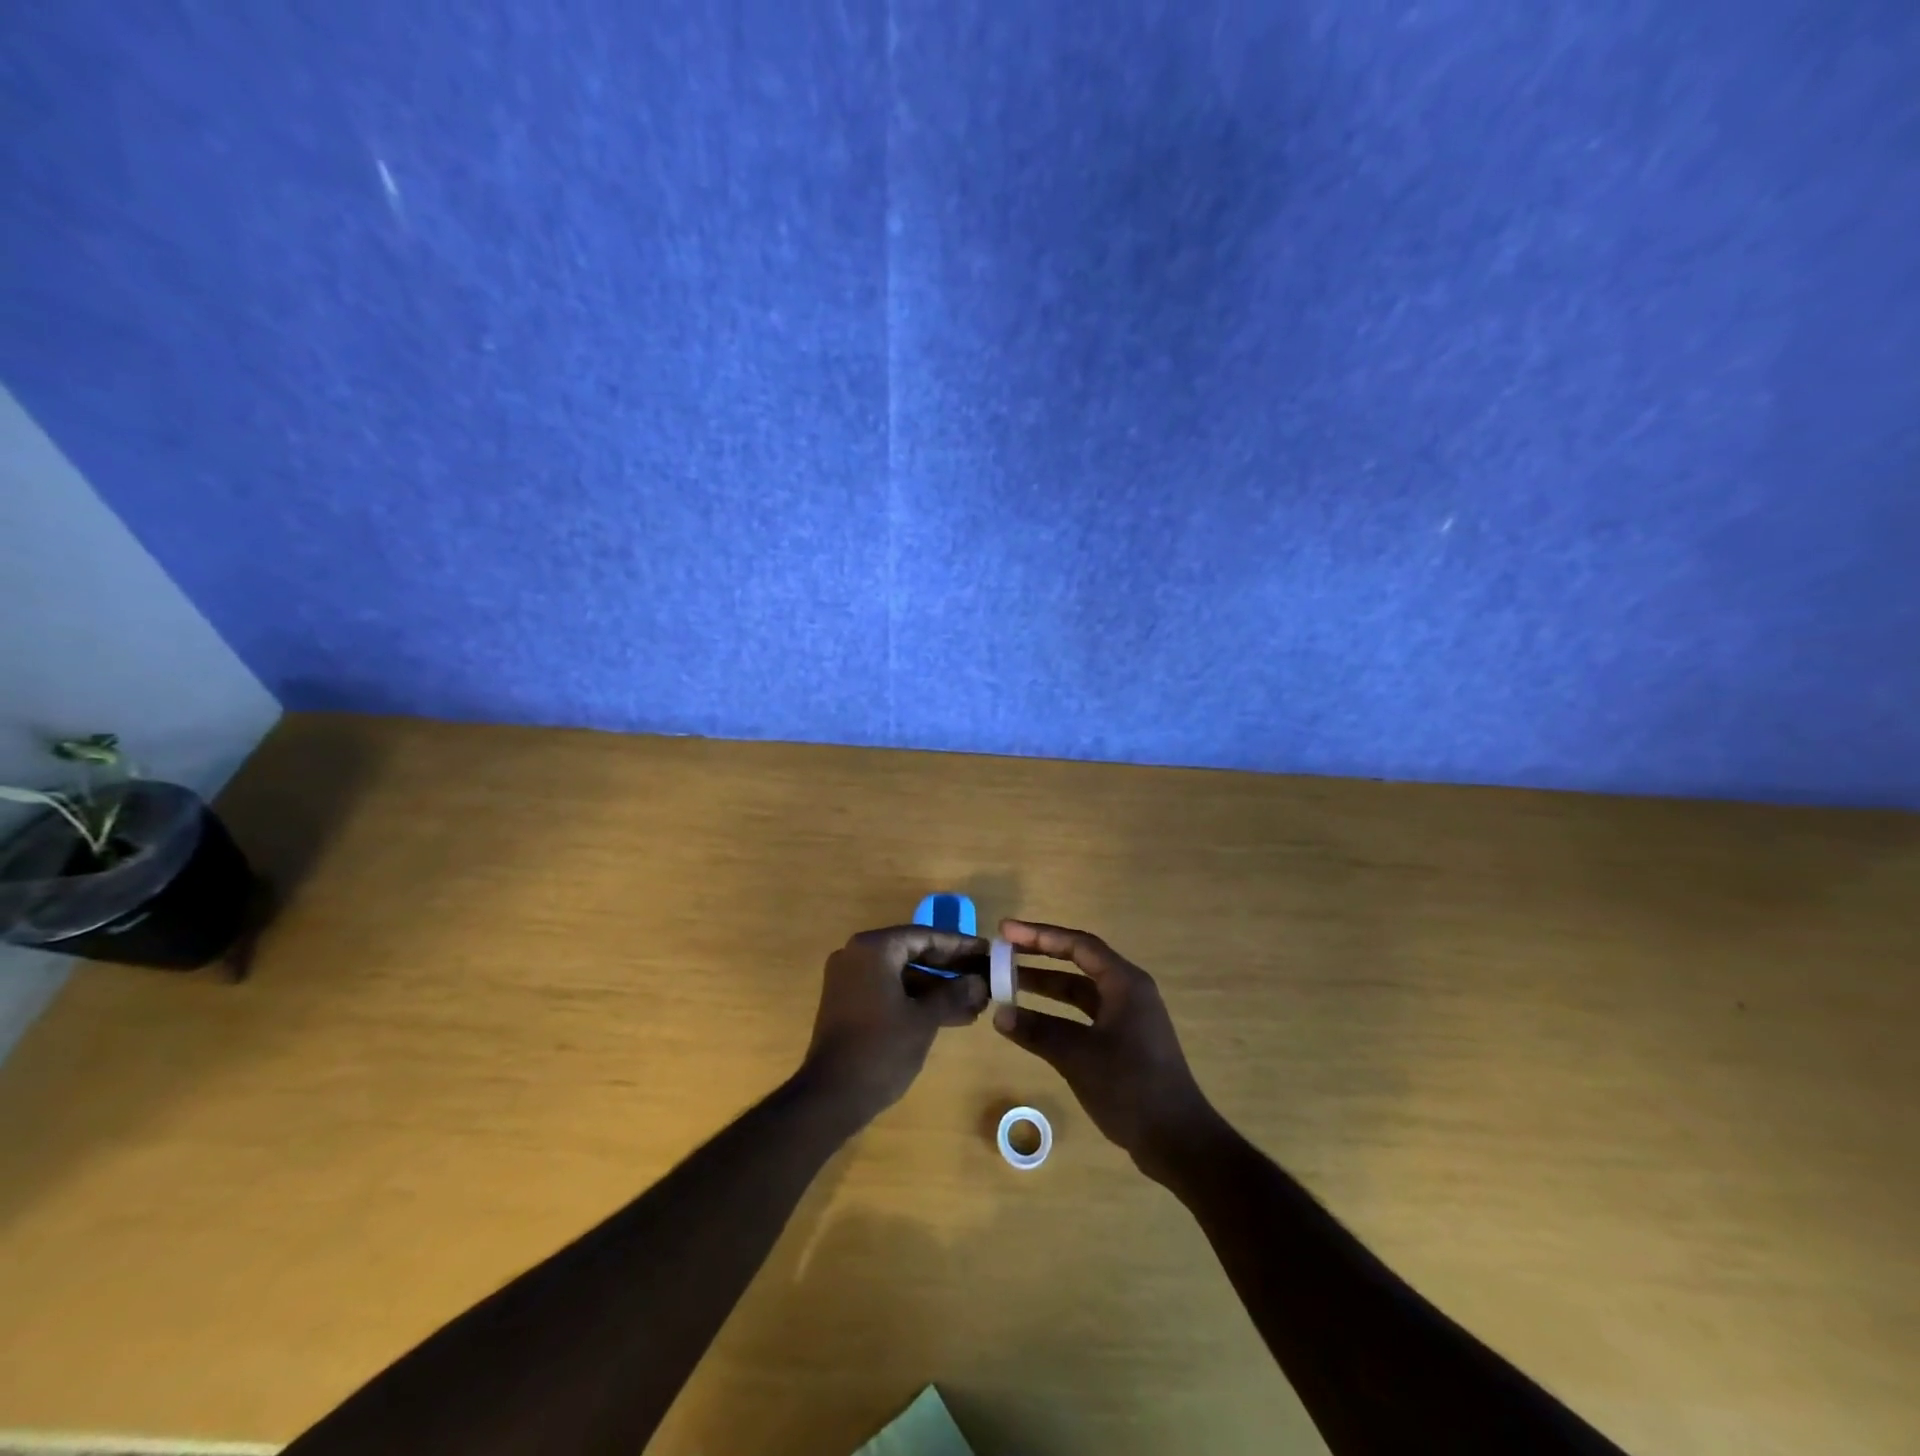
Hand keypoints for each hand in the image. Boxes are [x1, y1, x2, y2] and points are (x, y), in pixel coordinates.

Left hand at [801, 925, 988, 1125]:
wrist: (831, 1096)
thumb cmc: (881, 1049)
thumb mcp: (924, 1019)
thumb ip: (954, 994)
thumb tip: (980, 982)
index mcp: (874, 948)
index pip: (925, 936)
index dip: (959, 944)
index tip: (987, 950)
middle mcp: (858, 955)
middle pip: (914, 953)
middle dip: (951, 968)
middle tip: (984, 976)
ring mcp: (850, 980)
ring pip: (903, 975)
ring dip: (938, 989)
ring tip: (976, 1004)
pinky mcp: (849, 1003)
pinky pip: (890, 990)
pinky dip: (917, 1000)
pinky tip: (951, 1016)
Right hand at [992, 920, 1219, 1179]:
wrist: (1177, 1140)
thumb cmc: (1131, 1087)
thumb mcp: (1079, 1056)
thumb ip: (1038, 1032)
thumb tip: (1000, 1015)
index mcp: (1124, 983)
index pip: (1078, 944)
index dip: (1039, 935)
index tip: (1005, 931)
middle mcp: (1127, 991)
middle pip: (1078, 961)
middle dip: (1039, 955)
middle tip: (1002, 952)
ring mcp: (1126, 1016)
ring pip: (1079, 990)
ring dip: (1045, 986)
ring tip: (1007, 983)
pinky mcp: (1123, 1040)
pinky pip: (1083, 1013)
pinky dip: (1056, 1013)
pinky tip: (1031, 1021)